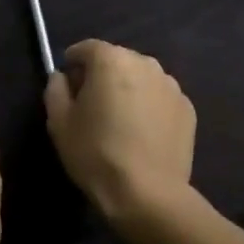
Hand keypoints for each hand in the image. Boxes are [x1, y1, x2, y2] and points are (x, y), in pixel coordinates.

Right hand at [44, 40, 195, 231]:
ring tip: (120, 122)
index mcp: (111, 60)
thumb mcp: (59, 123)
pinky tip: (142, 134)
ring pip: (140, 78)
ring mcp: (170, 85)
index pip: (86, 48)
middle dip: (101, 75)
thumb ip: (55, 89)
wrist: (148, 195)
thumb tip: (62, 77)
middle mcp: (144, 62)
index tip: (67, 84)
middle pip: (116, 60)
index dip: (72, 63)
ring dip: (128, 89)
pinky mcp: (187, 108)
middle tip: (91, 105)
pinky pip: (159, 98)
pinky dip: (149, 107)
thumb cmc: (96, 154)